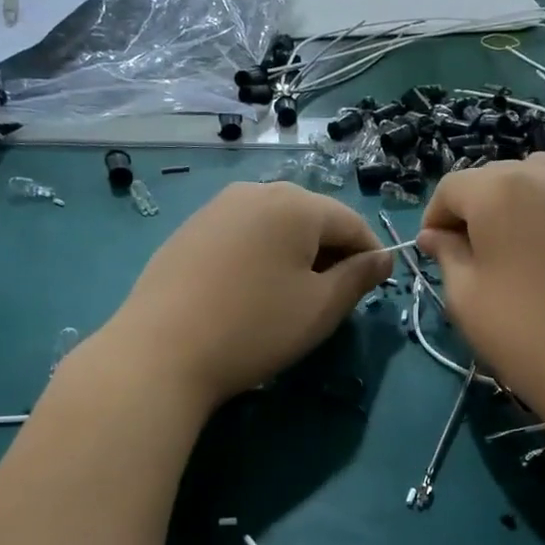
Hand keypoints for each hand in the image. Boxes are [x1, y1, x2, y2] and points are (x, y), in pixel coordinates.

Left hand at [103, 182, 391, 409]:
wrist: (160, 352)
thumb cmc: (255, 328)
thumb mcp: (320, 307)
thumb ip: (359, 277)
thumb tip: (383, 257)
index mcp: (296, 204)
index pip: (351, 222)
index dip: (370, 254)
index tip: (375, 287)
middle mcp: (256, 192)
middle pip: (312, 218)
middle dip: (331, 253)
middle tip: (332, 297)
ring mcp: (217, 208)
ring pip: (276, 226)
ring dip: (295, 254)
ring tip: (290, 296)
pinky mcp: (190, 230)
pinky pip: (243, 234)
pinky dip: (260, 255)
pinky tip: (250, 291)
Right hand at [417, 154, 544, 422]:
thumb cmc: (524, 332)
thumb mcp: (465, 297)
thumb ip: (446, 254)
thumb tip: (435, 235)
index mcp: (497, 191)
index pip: (451, 188)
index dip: (435, 217)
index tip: (434, 250)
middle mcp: (544, 174)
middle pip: (496, 176)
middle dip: (476, 207)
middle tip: (474, 251)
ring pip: (541, 174)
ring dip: (520, 197)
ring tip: (521, 238)